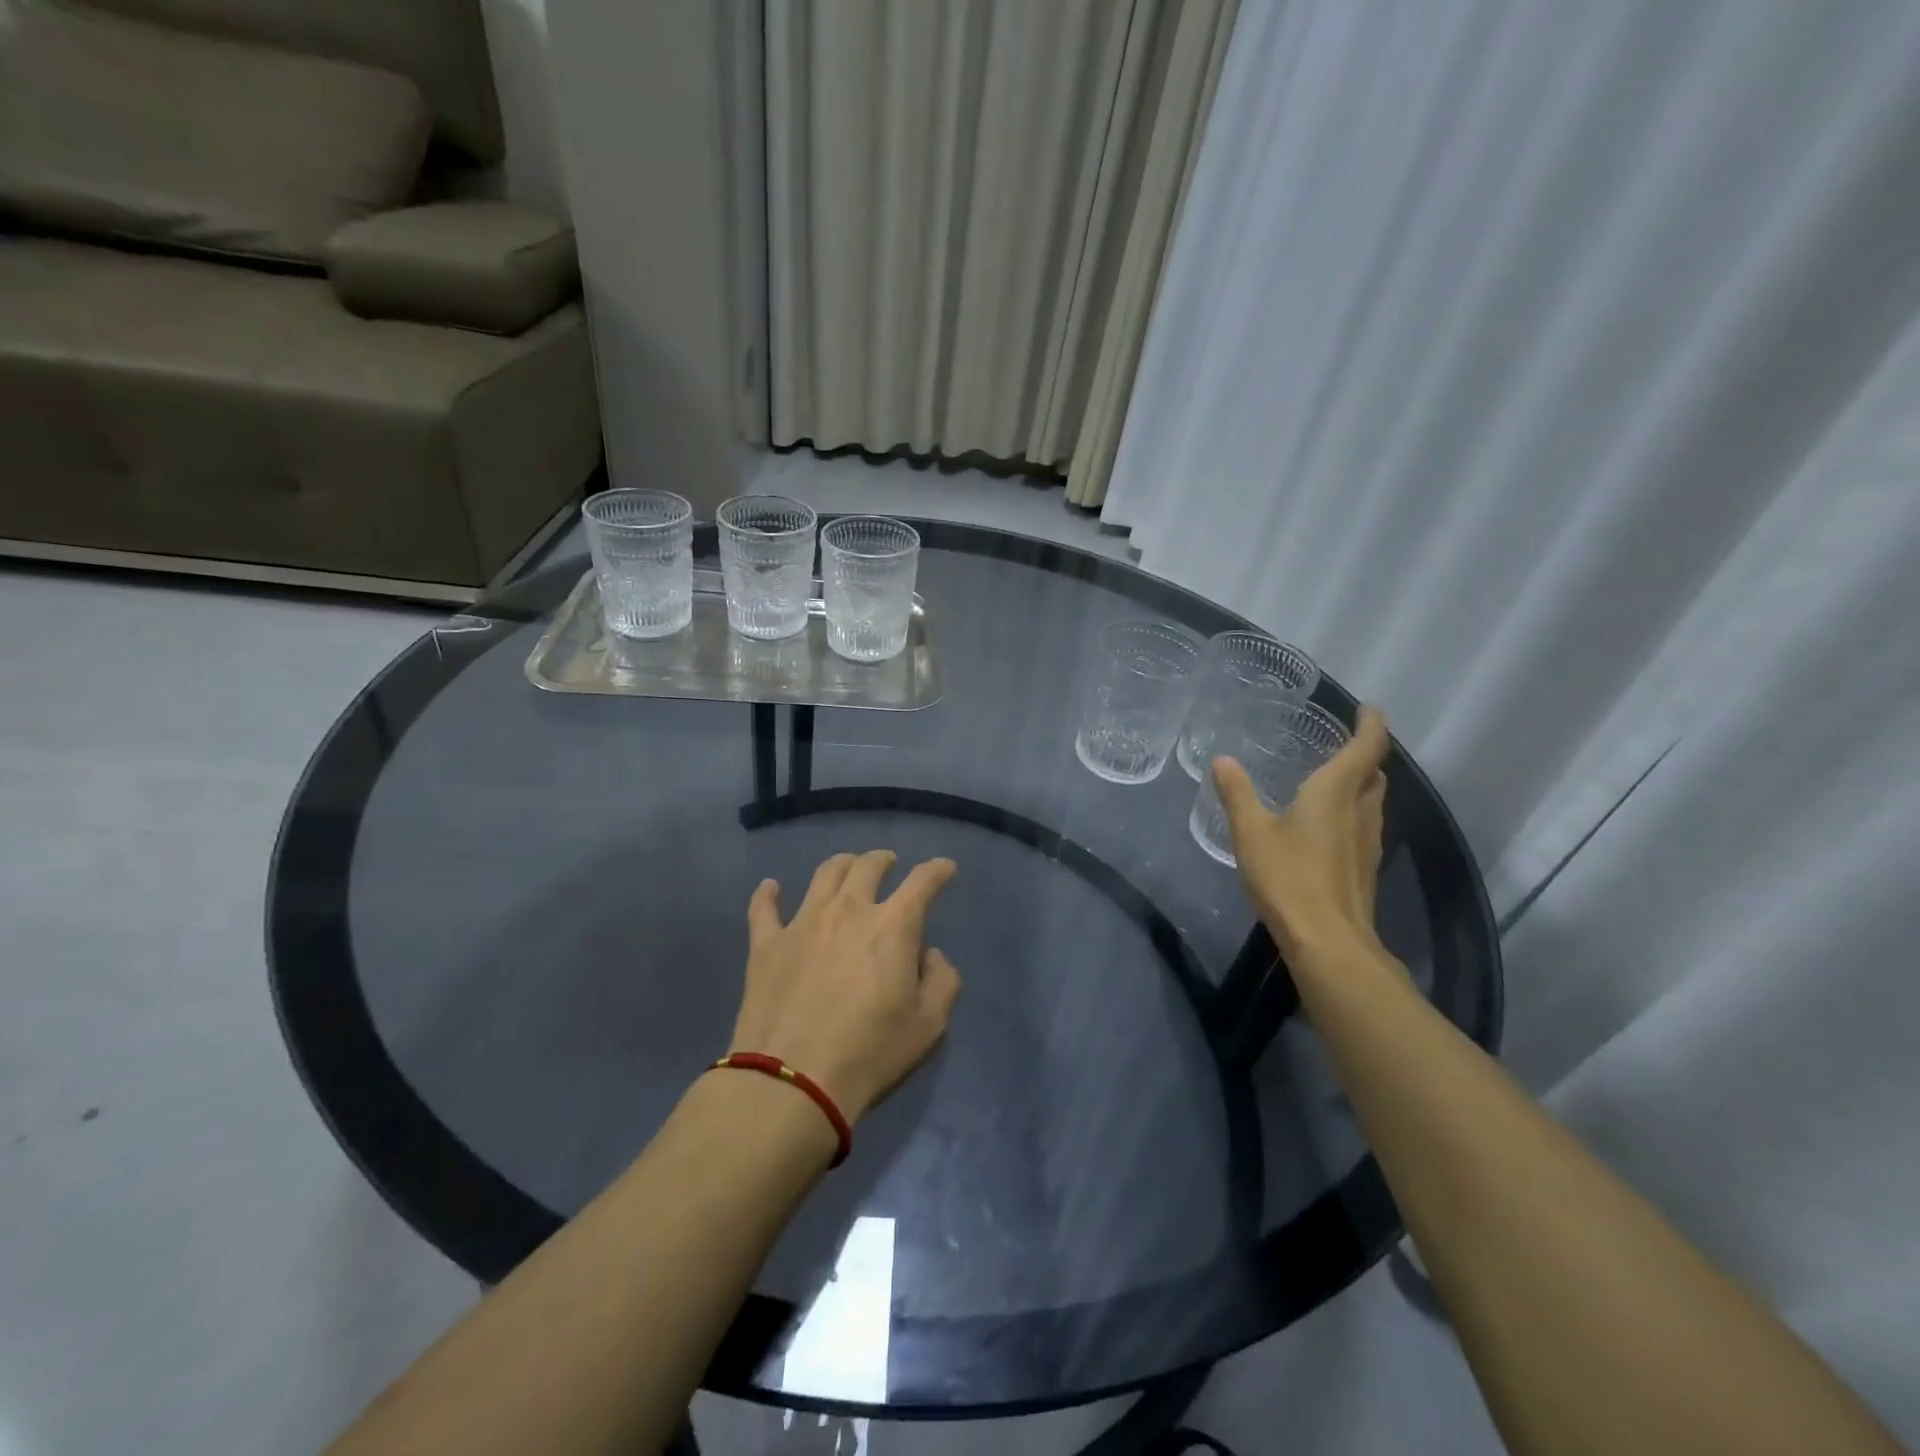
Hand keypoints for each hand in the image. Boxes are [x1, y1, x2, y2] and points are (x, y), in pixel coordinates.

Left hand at [729, 851, 961, 1124]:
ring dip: (841, 865)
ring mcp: (803, 923)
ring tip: (847, 868)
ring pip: (824, 875)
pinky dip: (768, 894)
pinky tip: (770, 887)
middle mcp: (848, 910)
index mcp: (893, 926)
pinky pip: (764, 908)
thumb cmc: (869, 1054)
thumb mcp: (928, 1027)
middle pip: (867, 866)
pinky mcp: (766, 944)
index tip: (945, 867)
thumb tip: (930, 955)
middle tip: (889, 863)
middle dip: (883, 860)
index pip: (922, 882)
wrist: (791, 1082)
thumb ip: (942, 982)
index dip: (938, 870)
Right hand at [1212, 704, 1392, 963]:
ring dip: (1360, 785)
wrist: (1328, 941)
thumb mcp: (1251, 832)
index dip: (1372, 723)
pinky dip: (1351, 813)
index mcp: (1337, 792)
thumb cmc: (1289, 877)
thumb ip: (1237, 794)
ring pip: (1372, 801)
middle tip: (1341, 745)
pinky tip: (1326, 827)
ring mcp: (1369, 842)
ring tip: (1331, 782)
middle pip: (1374, 773)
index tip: (1368, 708)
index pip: (1367, 746)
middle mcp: (1361, 811)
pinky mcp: (1365, 868)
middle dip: (1364, 755)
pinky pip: (1364, 826)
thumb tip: (1223, 761)